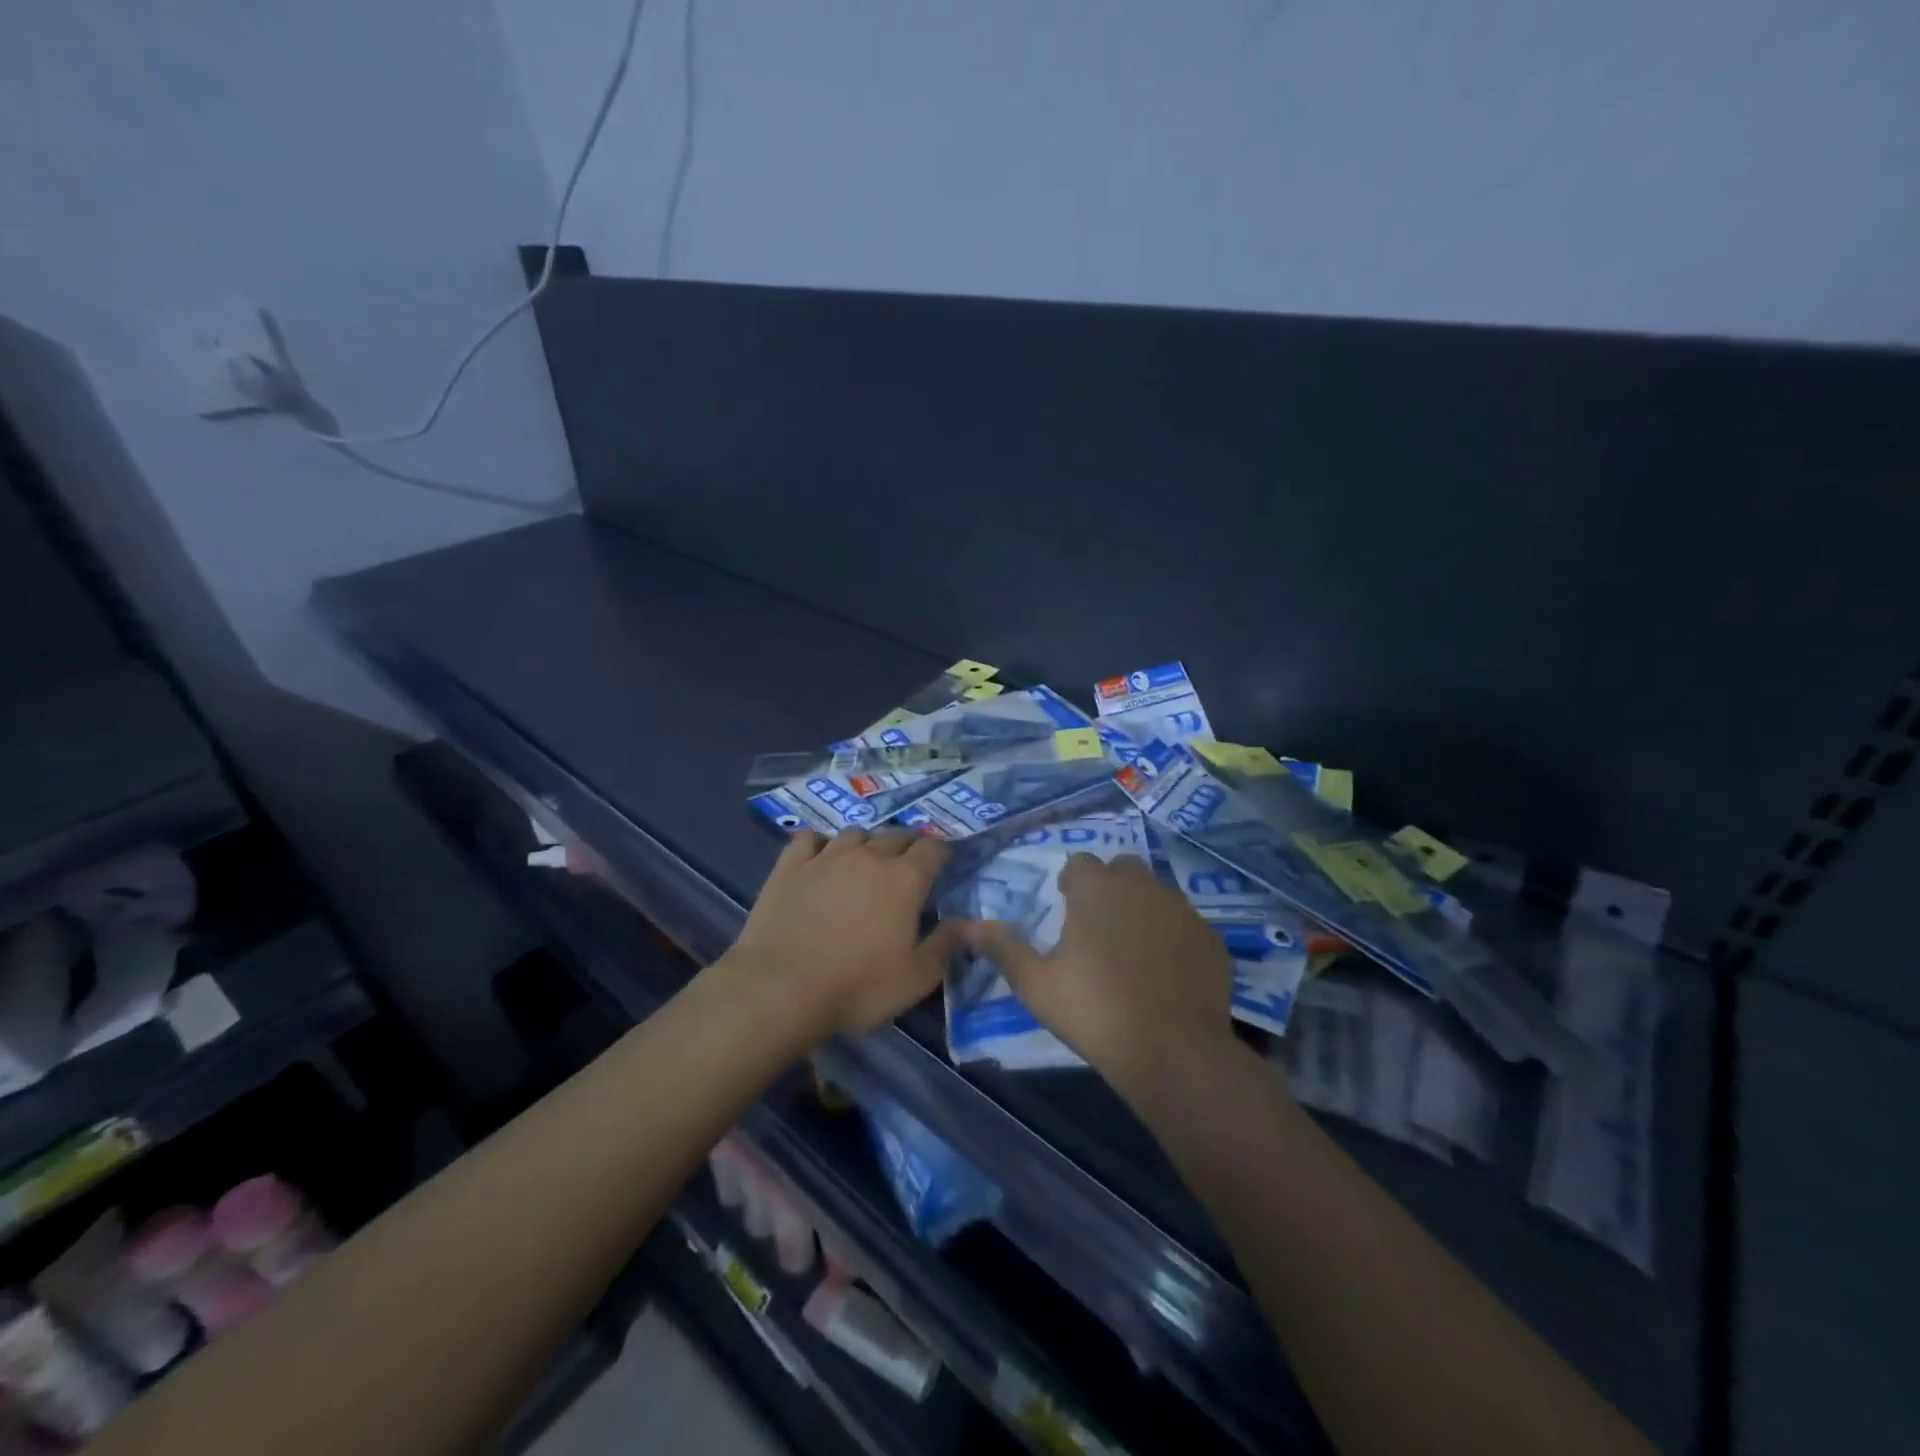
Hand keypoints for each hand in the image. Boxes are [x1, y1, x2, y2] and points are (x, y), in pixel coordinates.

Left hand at [726, 829, 960, 1042]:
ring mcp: (826, 857)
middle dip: (907, 847)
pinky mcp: (790, 866)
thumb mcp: (916, 978)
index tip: (942, 866)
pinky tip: (819, 858)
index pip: (933, 848)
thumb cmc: (857, 987)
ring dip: (866, 845)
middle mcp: (868, 857)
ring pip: (854, 833)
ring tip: (864, 864)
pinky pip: (809, 839)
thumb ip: (946, 945)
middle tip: (906, 869)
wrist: (781, 989)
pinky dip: (819, 844)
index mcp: (905, 879)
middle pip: (896, 836)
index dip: (941, 853)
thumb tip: (972, 923)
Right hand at [964, 854, 1235, 1096]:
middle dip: (1109, 888)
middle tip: (1098, 928)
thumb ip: (1002, 948)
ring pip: (1157, 894)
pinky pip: (1186, 925)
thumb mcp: (1036, 983)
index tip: (1066, 910)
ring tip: (1132, 952)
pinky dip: (1173, 938)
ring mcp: (1182, 910)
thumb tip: (966, 925)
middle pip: (1122, 869)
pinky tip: (1167, 973)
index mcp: (1098, 889)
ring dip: (1142, 909)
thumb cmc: (1094, 1010)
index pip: (1081, 863)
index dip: (1071, 883)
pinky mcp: (1211, 938)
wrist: (1174, 1051)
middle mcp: (1142, 886)